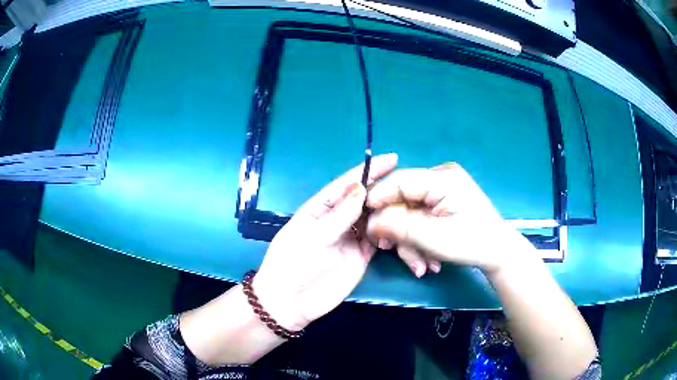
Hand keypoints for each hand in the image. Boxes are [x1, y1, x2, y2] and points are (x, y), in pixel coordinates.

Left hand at [252, 153, 397, 330]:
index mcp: (320, 208)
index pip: (346, 184)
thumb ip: (339, 215)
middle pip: (363, 199)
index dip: (367, 170)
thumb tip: (361, 188)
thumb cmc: (293, 264)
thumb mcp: (313, 237)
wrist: (291, 302)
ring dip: (389, 209)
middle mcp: (338, 219)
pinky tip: (402, 224)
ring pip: (374, 217)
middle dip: (383, 188)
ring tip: (410, 200)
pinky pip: (379, 238)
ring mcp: (351, 237)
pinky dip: (390, 230)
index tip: (390, 158)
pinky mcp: (361, 255)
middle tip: (408, 181)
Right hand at [366, 162, 535, 276]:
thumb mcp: (433, 237)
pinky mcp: (443, 204)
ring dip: (410, 241)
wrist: (498, 253)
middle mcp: (440, 178)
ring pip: (410, 213)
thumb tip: (370, 221)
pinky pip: (420, 218)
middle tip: (391, 251)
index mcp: (442, 178)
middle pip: (402, 200)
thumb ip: (399, 226)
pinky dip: (420, 239)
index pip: (399, 180)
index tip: (365, 222)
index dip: (378, 199)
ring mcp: (442, 191)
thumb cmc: (472, 243)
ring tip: (421, 266)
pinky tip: (428, 260)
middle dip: (399, 230)